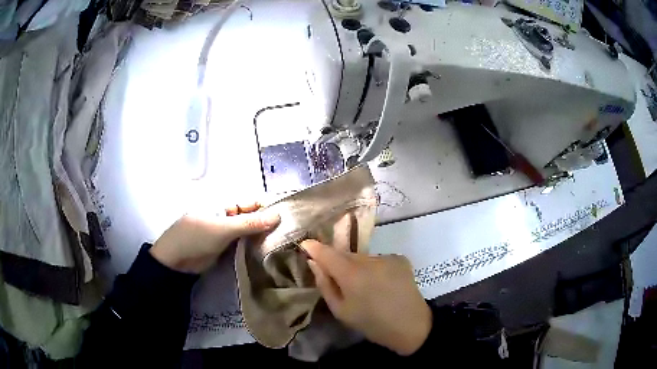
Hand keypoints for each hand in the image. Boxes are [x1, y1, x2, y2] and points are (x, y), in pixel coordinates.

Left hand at [151, 203, 279, 273]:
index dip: (266, 207)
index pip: (249, 203)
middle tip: (289, 232)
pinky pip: (243, 245)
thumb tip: (278, 215)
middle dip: (267, 223)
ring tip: (285, 242)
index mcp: (223, 206)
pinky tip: (268, 251)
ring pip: (248, 233)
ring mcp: (226, 235)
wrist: (176, 263)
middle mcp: (226, 218)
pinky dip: (254, 247)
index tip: (287, 215)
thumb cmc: (196, 238)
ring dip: (262, 236)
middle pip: (251, 218)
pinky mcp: (225, 249)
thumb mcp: (223, 229)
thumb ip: (250, 223)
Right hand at [301, 239, 431, 355]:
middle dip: (337, 262)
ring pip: (362, 257)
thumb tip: (314, 263)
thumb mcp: (341, 311)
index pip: (327, 252)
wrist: (412, 326)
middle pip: (345, 254)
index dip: (314, 247)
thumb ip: (325, 284)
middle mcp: (369, 259)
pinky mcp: (400, 259)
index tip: (305, 246)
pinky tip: (380, 283)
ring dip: (356, 266)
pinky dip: (373, 268)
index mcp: (352, 274)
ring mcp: (387, 257)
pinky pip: (378, 260)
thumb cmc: (372, 324)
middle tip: (337, 279)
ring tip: (363, 286)